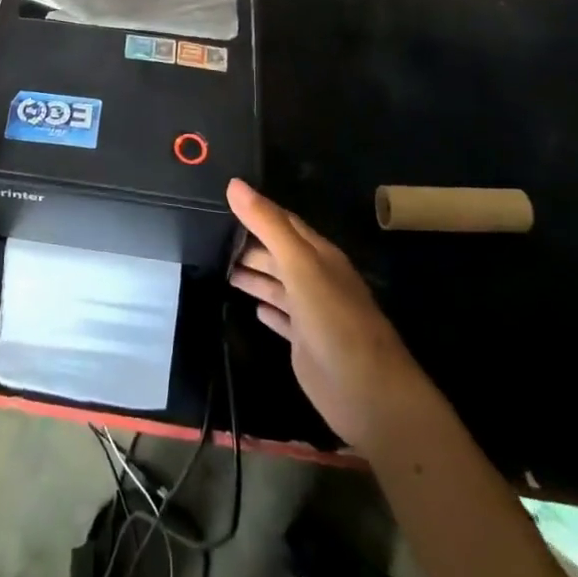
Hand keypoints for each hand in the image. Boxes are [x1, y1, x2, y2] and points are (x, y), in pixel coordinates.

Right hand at [227, 178, 432, 452]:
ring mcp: (311, 312)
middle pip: (277, 253)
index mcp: (318, 254)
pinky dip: (267, 309)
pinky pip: (282, 318)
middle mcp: (315, 278)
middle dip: (248, 244)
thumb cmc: (334, 319)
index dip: (255, 211)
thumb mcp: (299, 264)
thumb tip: (233, 184)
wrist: (368, 393)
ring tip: (220, 266)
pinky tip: (252, 308)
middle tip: (209, 237)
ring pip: (277, 284)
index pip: (283, 222)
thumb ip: (268, 225)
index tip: (221, 201)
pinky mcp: (305, 343)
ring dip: (253, 274)